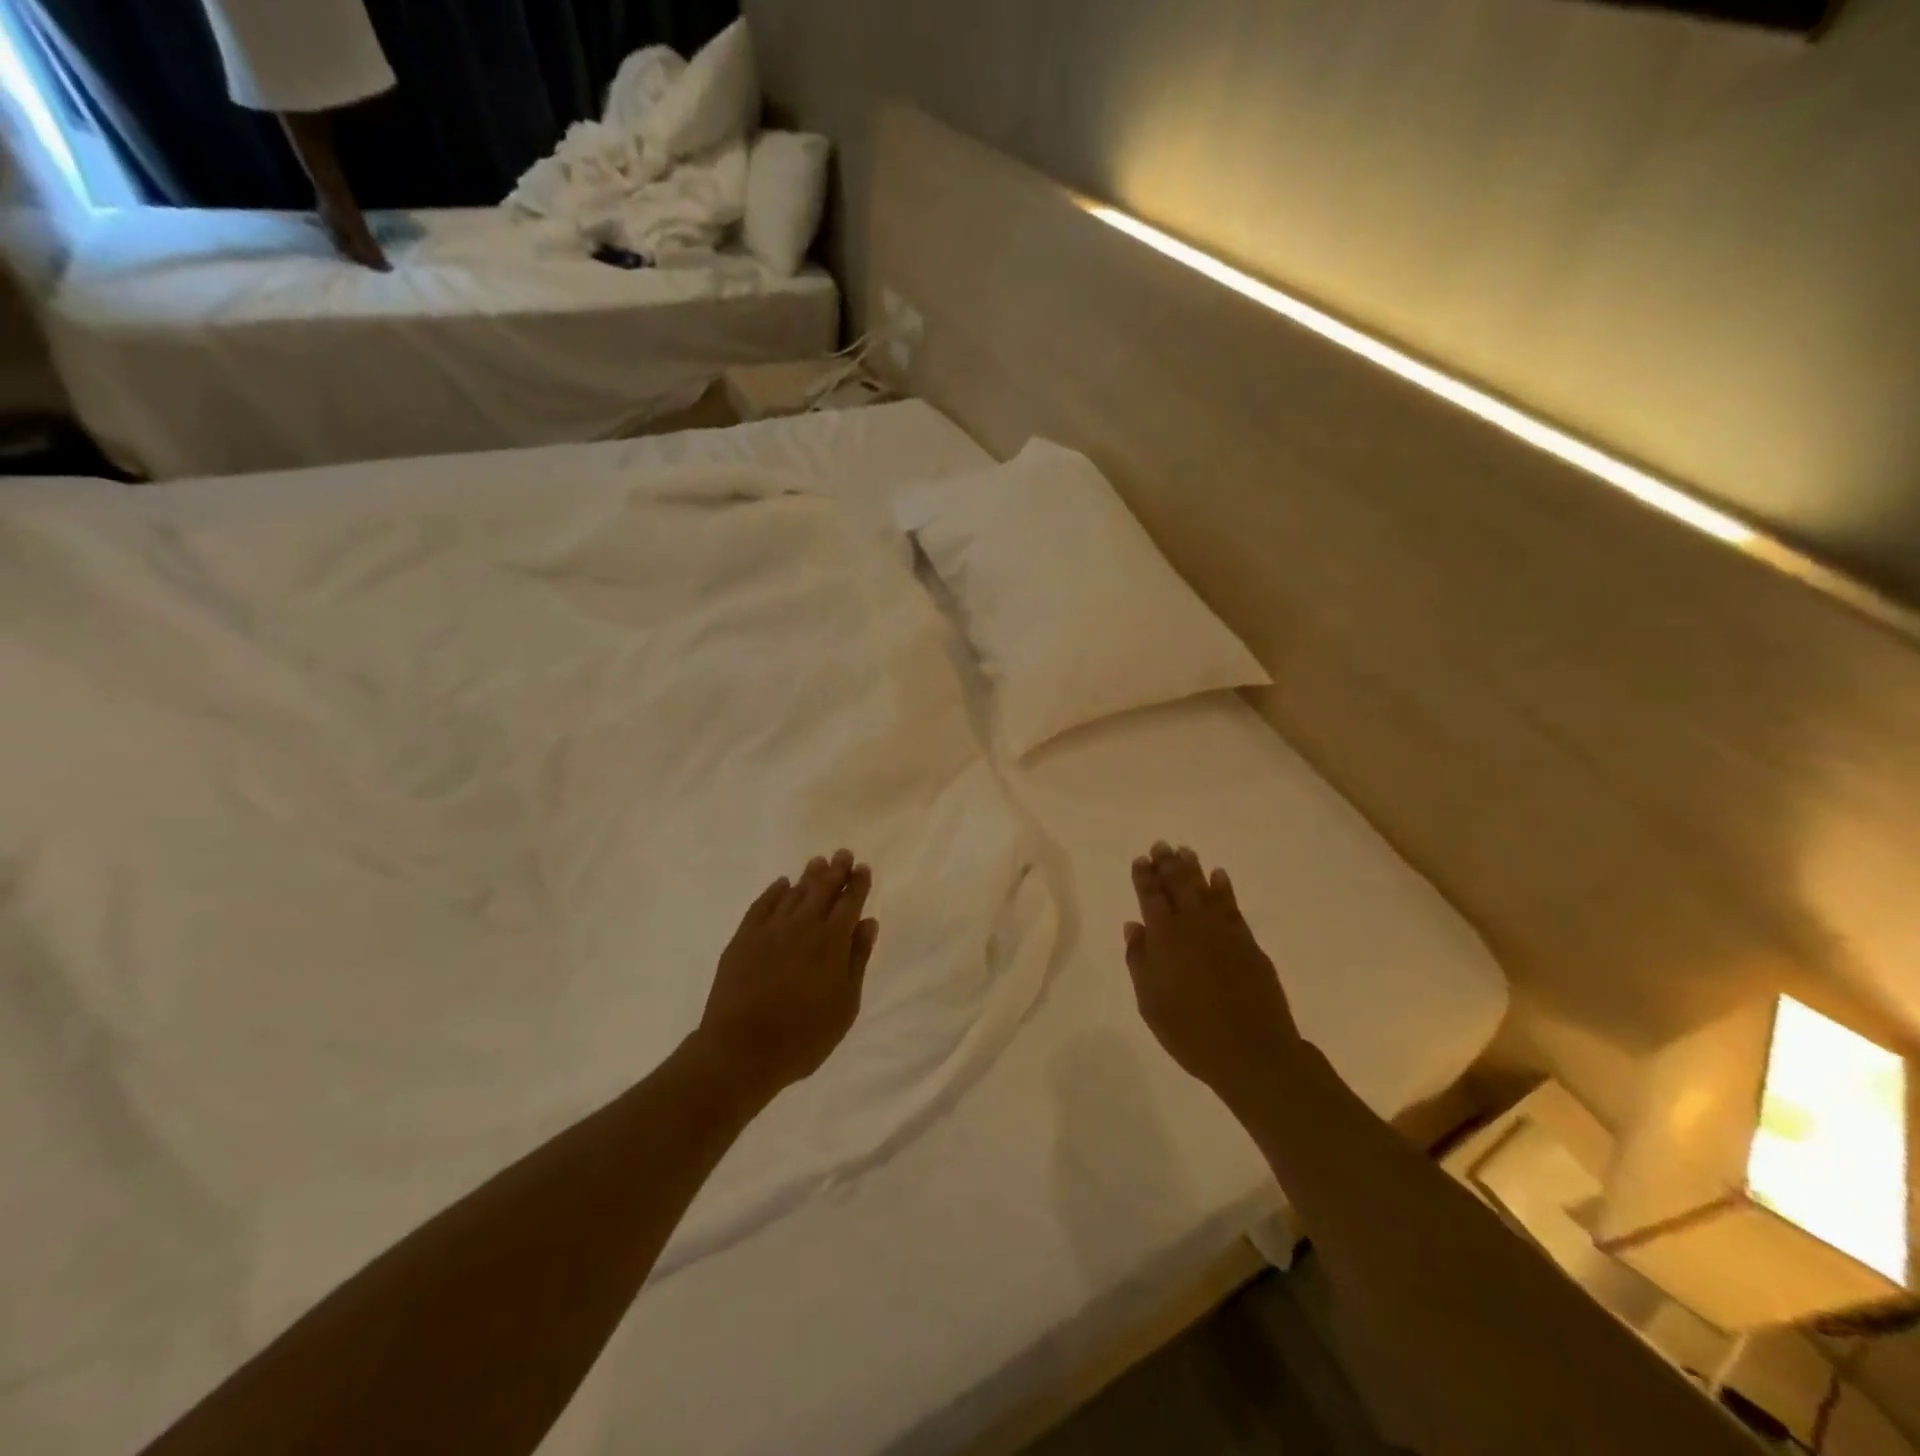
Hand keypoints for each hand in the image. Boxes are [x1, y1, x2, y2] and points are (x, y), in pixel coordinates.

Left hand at [693, 850, 878, 1105]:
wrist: (740, 1051)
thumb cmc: (803, 1036)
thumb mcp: (845, 1005)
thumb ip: (857, 960)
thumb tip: (868, 923)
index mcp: (831, 942)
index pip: (849, 902)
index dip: (858, 883)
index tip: (862, 868)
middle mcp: (802, 926)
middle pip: (822, 889)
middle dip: (836, 871)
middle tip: (843, 854)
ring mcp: (770, 930)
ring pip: (794, 892)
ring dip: (808, 876)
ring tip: (818, 862)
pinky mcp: (743, 938)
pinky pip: (762, 905)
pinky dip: (774, 891)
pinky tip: (781, 884)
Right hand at [1125, 842, 1299, 1110]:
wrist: (1252, 1052)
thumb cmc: (1190, 1032)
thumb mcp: (1150, 1002)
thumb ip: (1139, 960)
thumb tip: (1134, 926)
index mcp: (1164, 937)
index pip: (1150, 896)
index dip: (1144, 876)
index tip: (1140, 860)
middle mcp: (1193, 924)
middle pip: (1178, 884)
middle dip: (1167, 863)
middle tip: (1161, 845)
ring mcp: (1224, 931)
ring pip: (1205, 888)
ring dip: (1193, 868)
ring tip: (1185, 851)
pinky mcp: (1248, 942)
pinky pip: (1232, 904)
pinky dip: (1223, 887)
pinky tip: (1219, 876)